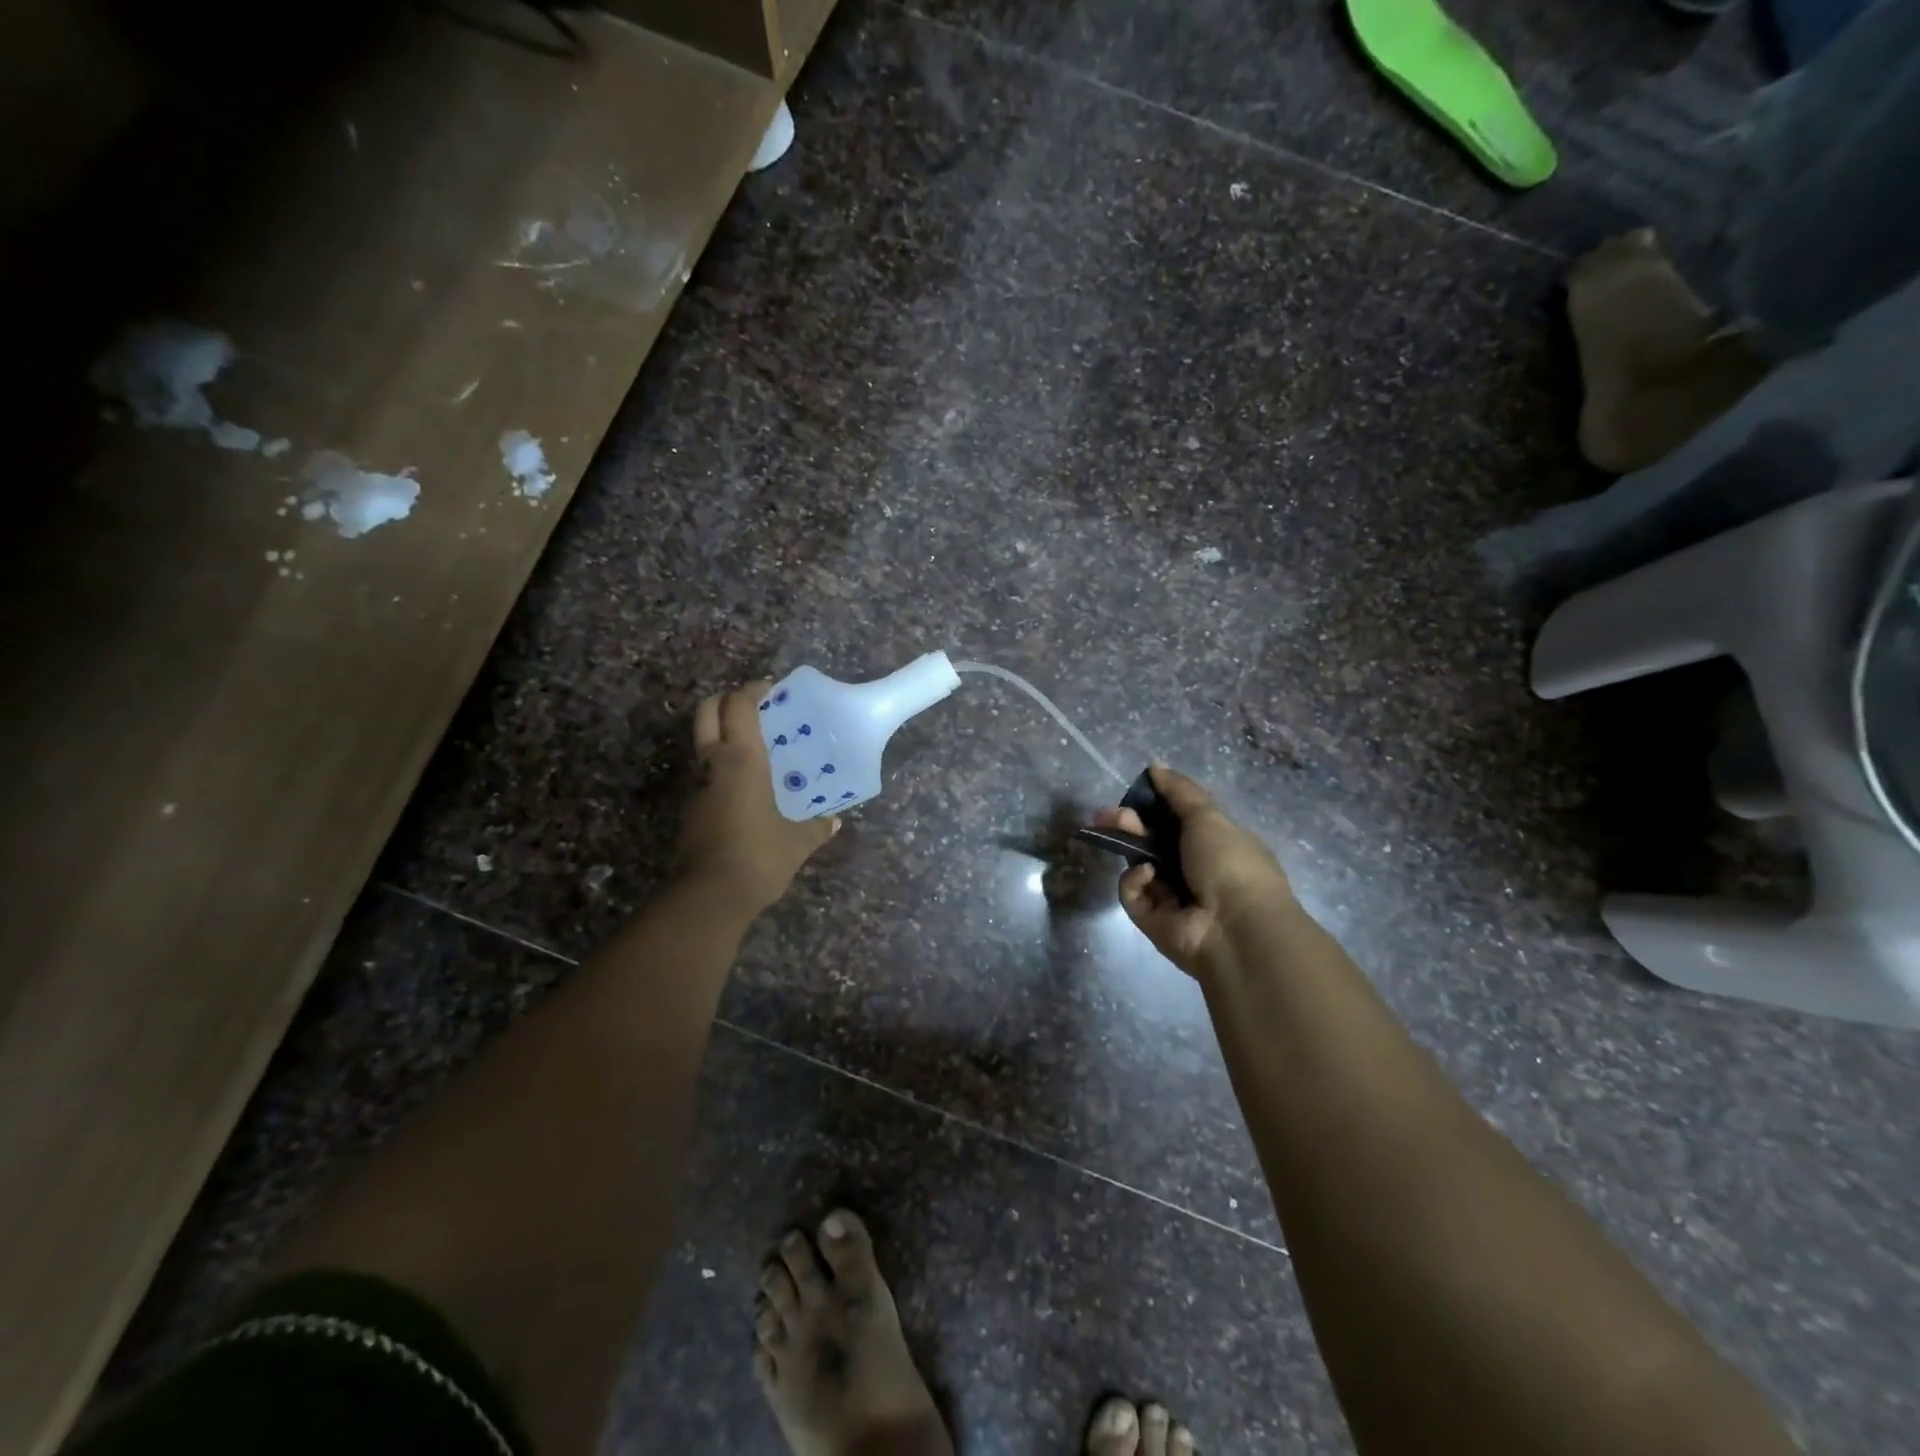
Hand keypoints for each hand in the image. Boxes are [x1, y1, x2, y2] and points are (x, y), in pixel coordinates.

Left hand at [677, 680, 837, 914]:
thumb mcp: (797, 842)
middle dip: (725, 701)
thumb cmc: (759, 856)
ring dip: (722, 736)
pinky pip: (706, 776)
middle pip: (707, 713)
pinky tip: (746, 788)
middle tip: (751, 706)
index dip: (751, 690)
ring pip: (703, 745)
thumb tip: (833, 822)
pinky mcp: (691, 811)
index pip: (739, 707)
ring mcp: (697, 788)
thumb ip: (815, 828)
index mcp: (742, 760)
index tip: (769, 688)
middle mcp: (714, 765)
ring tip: (754, 749)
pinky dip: (721, 769)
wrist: (708, 897)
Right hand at [1091, 763, 1292, 975]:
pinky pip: (1133, 894)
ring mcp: (1172, 898)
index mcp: (1215, 845)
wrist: (1236, 929)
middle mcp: (1194, 871)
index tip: (1135, 794)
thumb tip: (1155, 766)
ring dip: (1128, 846)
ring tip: (1115, 832)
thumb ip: (1179, 791)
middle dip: (1130, 824)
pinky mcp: (1152, 921)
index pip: (1178, 821)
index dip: (1155, 806)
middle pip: (1152, 842)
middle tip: (1108, 814)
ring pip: (1138, 865)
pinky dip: (1136, 882)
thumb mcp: (1208, 817)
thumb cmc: (1230, 864)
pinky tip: (1147, 875)